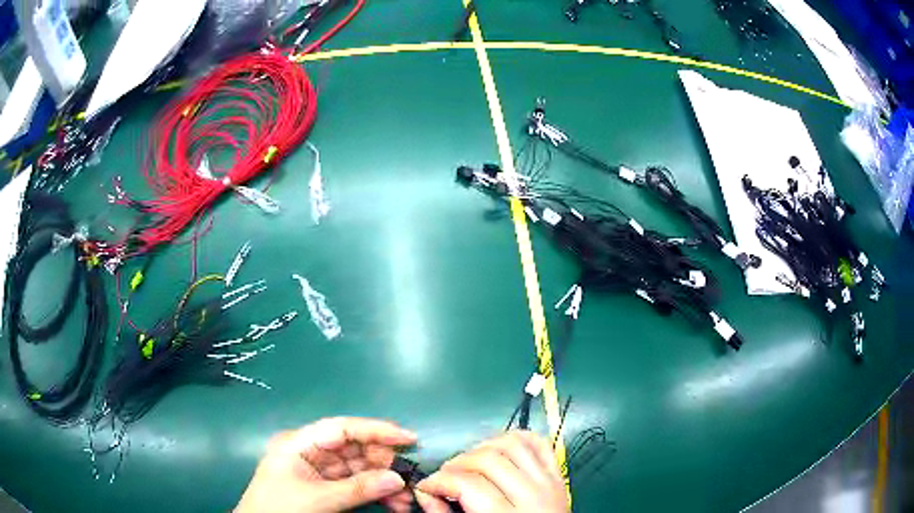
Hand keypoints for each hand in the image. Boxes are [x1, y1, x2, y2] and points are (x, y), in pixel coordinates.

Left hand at [236, 417, 417, 512]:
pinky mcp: (324, 487)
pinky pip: (355, 484)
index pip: (341, 428)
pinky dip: (374, 493)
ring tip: (404, 501)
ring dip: (383, 482)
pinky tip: (392, 504)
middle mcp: (310, 451)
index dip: (375, 430)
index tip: (407, 438)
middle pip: (354, 449)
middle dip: (383, 464)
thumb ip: (358, 488)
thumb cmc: (279, 508)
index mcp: (299, 443)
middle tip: (408, 480)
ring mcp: (318, 470)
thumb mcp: (318, 499)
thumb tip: (397, 479)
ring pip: (358, 469)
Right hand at [414, 430, 567, 512]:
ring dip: (483, 447)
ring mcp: (549, 482)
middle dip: (457, 464)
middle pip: (488, 461)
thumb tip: (424, 491)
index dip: (439, 481)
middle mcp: (531, 495)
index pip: (468, 484)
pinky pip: (540, 443)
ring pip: (513, 444)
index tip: (425, 486)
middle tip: (444, 477)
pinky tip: (498, 448)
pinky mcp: (558, 475)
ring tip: (468, 462)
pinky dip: (518, 437)